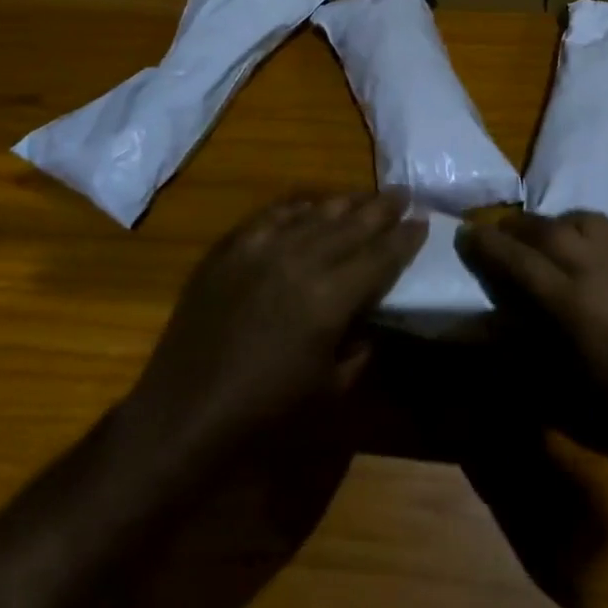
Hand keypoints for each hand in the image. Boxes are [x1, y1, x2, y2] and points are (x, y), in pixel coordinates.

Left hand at [124, 193, 425, 463]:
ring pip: (316, 212)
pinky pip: (273, 214)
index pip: (381, 255)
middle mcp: (301, 260)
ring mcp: (262, 248)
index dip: (405, 238)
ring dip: (346, 202)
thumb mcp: (331, 391)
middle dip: (383, 208)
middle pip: (353, 223)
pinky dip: (298, 206)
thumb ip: (361, 347)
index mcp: (331, 298)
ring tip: (366, 195)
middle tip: (404, 193)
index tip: (423, 221)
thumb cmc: (264, 414)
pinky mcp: (231, 247)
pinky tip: (310, 204)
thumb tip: (370, 318)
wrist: (184, 413)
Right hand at [457, 210, 607, 479]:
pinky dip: (597, 232)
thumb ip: (528, 364)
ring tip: (547, 240)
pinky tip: (601, 252)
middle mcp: (599, 263)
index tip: (465, 234)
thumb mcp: (570, 406)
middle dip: (515, 228)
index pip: (515, 259)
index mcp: (572, 301)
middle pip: (544, 229)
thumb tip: (498, 334)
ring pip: (582, 218)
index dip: (485, 245)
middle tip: (499, 236)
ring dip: (555, 225)